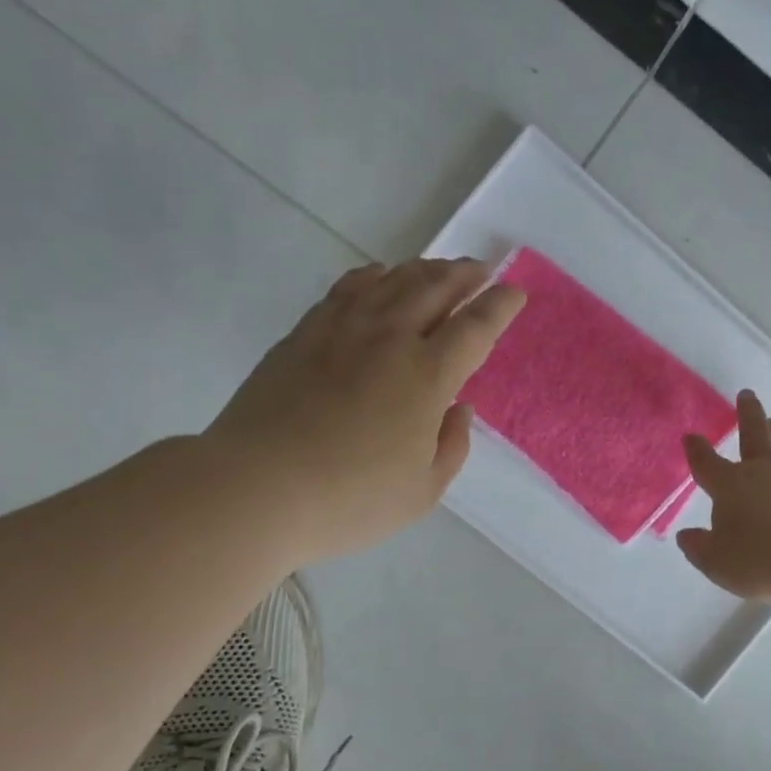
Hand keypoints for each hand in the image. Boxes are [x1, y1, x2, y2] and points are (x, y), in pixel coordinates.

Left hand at [204, 258, 523, 563]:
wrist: (256, 488)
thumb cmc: (349, 500)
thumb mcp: (421, 492)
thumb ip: (451, 447)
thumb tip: (458, 409)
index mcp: (426, 377)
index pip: (474, 328)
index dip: (499, 306)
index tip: (514, 292)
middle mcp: (388, 340)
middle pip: (434, 290)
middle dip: (464, 275)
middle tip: (480, 271)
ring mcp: (341, 331)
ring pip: (392, 282)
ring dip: (423, 270)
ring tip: (439, 269)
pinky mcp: (303, 335)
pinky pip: (346, 290)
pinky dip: (371, 276)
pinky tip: (378, 276)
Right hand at [677, 389, 770, 603]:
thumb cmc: (764, 560)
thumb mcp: (719, 564)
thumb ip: (700, 548)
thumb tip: (686, 535)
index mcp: (730, 485)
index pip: (707, 463)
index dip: (696, 450)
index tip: (691, 437)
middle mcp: (763, 471)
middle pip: (753, 433)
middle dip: (746, 413)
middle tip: (746, 394)